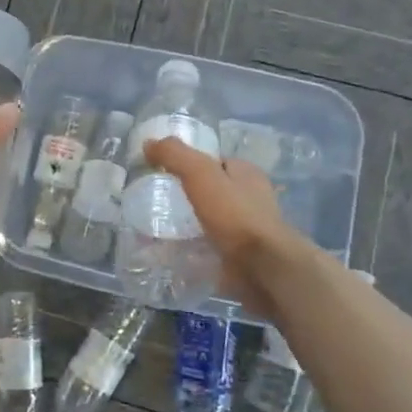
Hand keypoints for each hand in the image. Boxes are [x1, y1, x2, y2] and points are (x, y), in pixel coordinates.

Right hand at [144, 137, 300, 315]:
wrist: (262, 268)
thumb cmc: (235, 214)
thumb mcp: (200, 174)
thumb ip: (175, 155)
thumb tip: (149, 143)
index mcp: (247, 174)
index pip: (216, 161)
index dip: (191, 163)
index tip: (164, 172)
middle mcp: (251, 199)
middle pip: (214, 191)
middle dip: (190, 195)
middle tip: (159, 202)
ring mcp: (248, 230)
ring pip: (212, 221)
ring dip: (191, 224)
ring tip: (160, 229)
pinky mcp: (241, 257)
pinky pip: (211, 247)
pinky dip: (195, 249)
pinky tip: (174, 252)